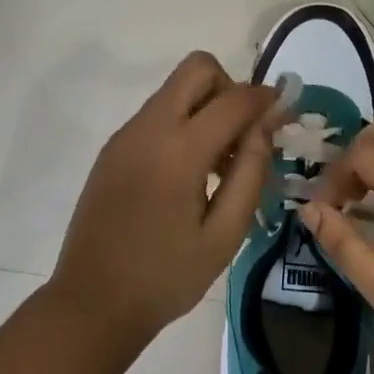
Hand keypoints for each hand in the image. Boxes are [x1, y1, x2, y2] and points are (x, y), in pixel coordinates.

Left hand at [51, 52, 275, 346]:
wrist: (90, 305)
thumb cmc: (165, 277)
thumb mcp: (224, 235)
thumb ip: (250, 173)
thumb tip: (266, 126)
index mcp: (179, 150)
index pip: (234, 99)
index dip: (265, 98)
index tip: (283, 111)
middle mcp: (149, 128)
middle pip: (197, 68)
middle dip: (229, 88)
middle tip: (242, 134)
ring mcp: (126, 134)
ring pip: (175, 88)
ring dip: (205, 106)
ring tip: (218, 164)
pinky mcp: (113, 147)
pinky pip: (157, 113)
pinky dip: (182, 123)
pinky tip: (187, 174)